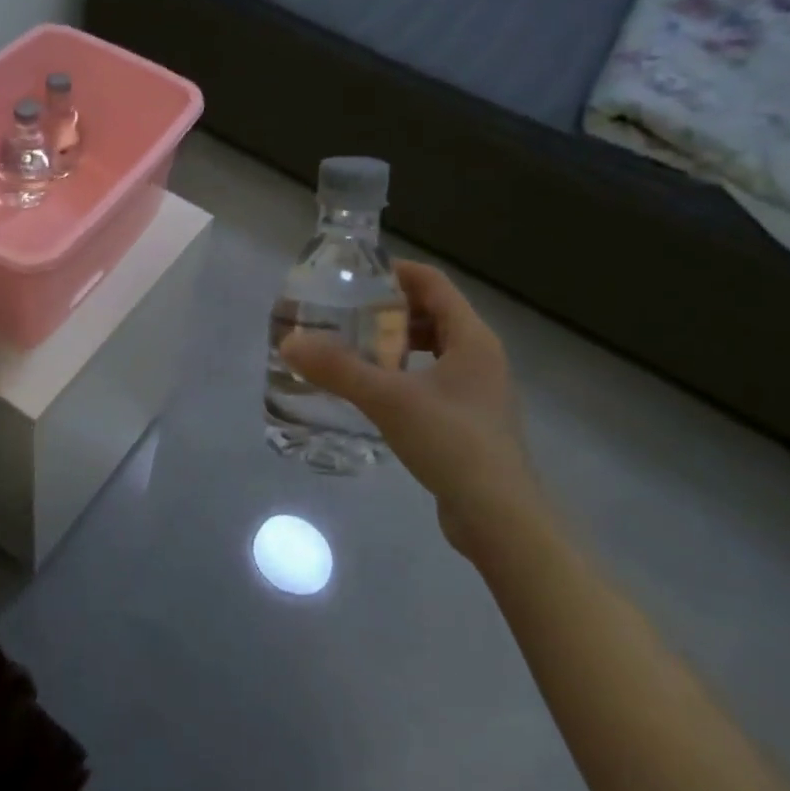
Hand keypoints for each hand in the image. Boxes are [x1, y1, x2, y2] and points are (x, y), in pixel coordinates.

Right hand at [281, 261, 540, 560]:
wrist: (499, 518)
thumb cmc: (452, 443)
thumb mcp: (388, 400)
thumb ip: (338, 369)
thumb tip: (290, 342)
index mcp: (472, 338)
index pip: (434, 284)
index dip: (396, 273)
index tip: (356, 275)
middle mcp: (481, 356)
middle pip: (434, 314)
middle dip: (390, 311)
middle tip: (347, 315)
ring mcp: (479, 390)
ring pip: (434, 349)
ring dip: (397, 343)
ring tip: (356, 351)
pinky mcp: (471, 420)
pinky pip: (434, 379)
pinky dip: (405, 373)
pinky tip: (376, 392)